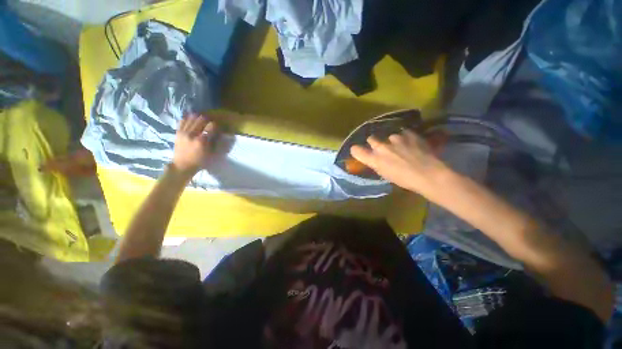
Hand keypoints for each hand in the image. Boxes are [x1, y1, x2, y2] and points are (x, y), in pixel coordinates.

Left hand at [172, 114, 216, 177]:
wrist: (182, 166)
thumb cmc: (200, 161)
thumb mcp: (211, 154)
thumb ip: (216, 142)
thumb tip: (220, 134)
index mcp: (202, 141)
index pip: (211, 127)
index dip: (216, 125)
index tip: (218, 127)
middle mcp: (192, 134)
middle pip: (201, 119)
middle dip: (208, 119)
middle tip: (210, 123)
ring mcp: (183, 132)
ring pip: (192, 118)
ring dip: (199, 118)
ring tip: (202, 120)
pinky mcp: (178, 132)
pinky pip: (183, 120)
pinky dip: (188, 119)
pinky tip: (192, 121)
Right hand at [350, 130, 450, 198]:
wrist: (429, 174)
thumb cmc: (404, 180)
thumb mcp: (385, 174)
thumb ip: (376, 164)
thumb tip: (374, 158)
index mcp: (375, 159)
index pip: (356, 150)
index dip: (356, 150)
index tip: (358, 151)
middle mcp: (382, 147)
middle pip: (371, 139)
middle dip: (374, 143)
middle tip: (381, 148)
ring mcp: (396, 138)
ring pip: (388, 136)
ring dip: (392, 141)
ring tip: (401, 147)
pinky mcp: (409, 134)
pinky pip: (403, 133)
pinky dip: (405, 138)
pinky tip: (411, 144)